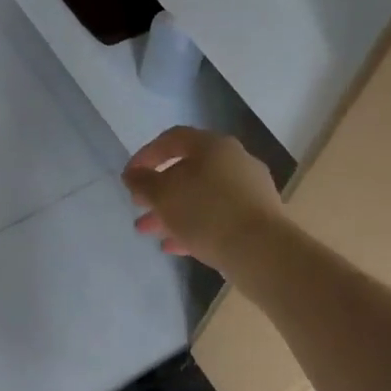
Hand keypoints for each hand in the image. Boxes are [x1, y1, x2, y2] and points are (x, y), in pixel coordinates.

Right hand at [122, 126, 286, 275]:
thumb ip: (143, 182)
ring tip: (149, 231)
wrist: (261, 251)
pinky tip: (174, 246)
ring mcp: (249, 190)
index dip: (146, 155)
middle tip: (138, 206)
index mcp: (213, 145)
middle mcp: (234, 161)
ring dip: (173, 211)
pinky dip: (194, 226)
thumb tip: (133, 174)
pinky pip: (218, 216)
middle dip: (159, 190)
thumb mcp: (164, 196)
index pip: (173, 139)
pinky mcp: (257, 218)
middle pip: (188, 170)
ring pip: (202, 196)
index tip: (129, 177)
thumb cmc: (206, 213)